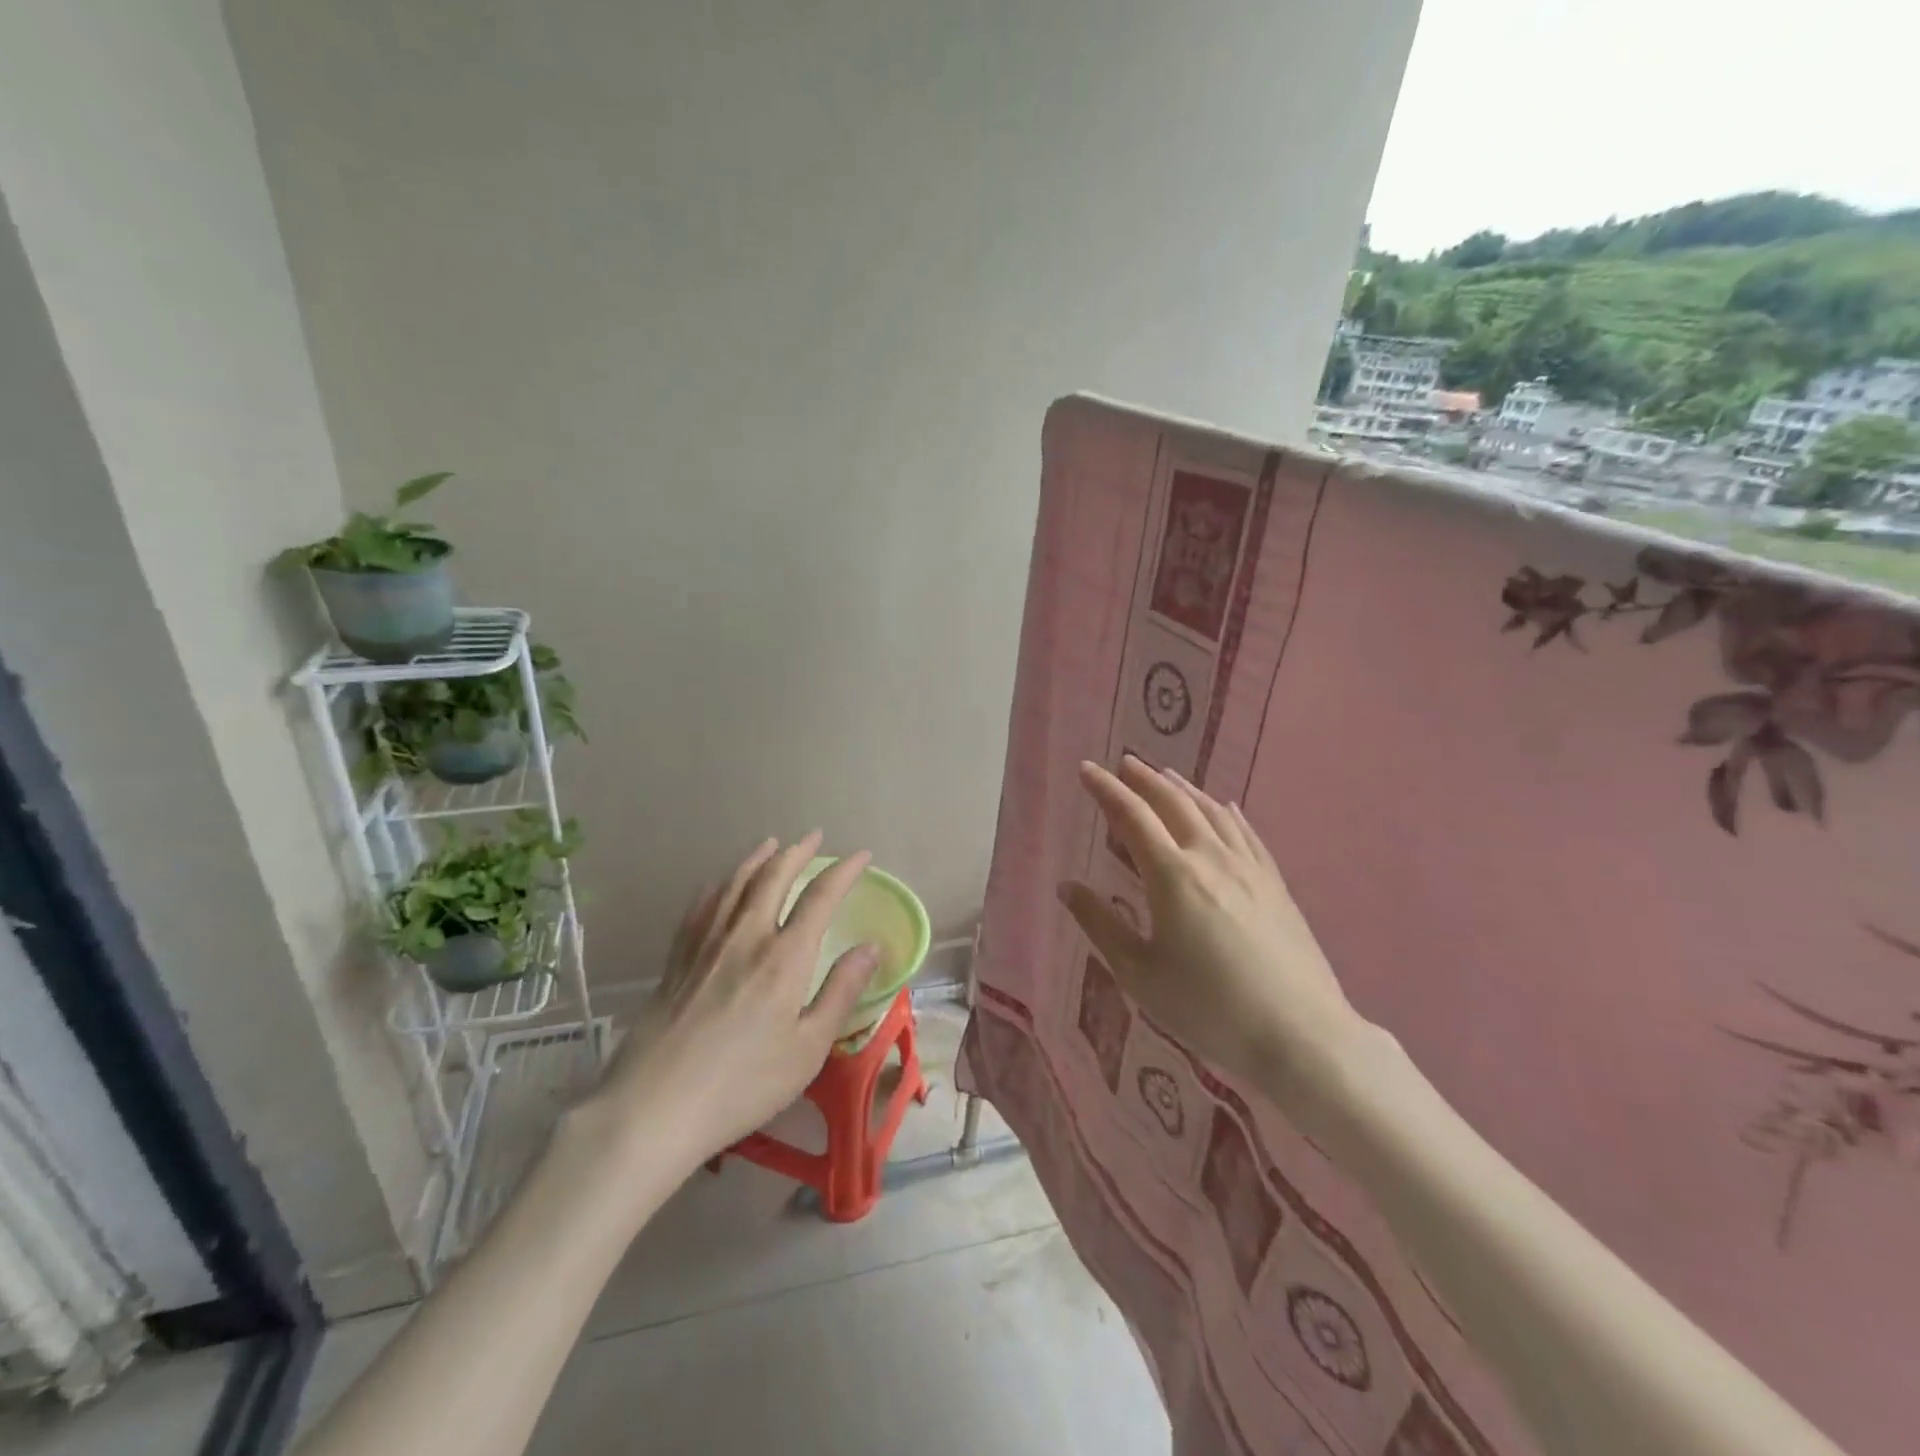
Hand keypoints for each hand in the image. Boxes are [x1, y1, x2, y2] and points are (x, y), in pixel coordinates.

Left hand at [582, 833, 877, 1174]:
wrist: (653, 1108)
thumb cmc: (743, 1084)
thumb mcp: (808, 1048)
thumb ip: (841, 991)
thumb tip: (872, 946)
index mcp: (784, 957)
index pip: (820, 897)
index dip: (844, 871)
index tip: (862, 855)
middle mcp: (745, 937)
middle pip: (773, 878)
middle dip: (797, 852)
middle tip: (814, 836)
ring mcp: (705, 945)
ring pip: (734, 885)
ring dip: (757, 859)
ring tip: (771, 844)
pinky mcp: (676, 961)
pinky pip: (699, 908)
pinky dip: (716, 886)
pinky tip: (718, 884)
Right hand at [1059, 758, 1369, 1100]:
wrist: (1300, 1035)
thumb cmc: (1208, 1008)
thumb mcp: (1140, 973)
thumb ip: (1101, 925)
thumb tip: (1067, 886)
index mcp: (1172, 875)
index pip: (1132, 816)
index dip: (1106, 790)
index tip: (1086, 769)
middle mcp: (1211, 858)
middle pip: (1173, 804)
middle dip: (1144, 780)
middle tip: (1124, 763)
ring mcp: (1249, 868)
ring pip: (1212, 812)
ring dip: (1184, 789)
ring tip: (1166, 776)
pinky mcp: (1276, 885)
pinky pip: (1247, 834)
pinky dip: (1227, 813)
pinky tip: (1226, 808)